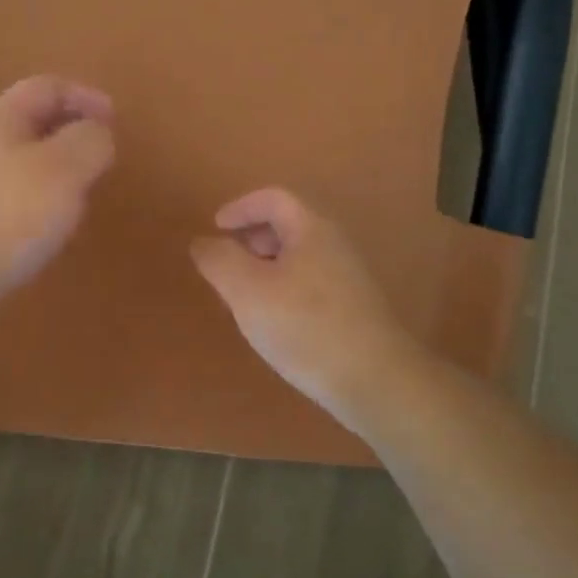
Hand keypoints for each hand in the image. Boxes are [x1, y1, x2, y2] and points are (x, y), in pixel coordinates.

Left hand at [0, 75, 115, 327]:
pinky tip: (55, 228)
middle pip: (35, 123)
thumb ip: (91, 142)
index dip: (84, 96)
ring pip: (28, 162)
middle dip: (73, 134)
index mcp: (4, 118)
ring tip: (84, 194)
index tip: (114, 119)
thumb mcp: (65, 168)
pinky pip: (17, 196)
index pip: (48, 87)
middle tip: (101, 157)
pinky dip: (44, 202)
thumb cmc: (10, 212)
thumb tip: (98, 135)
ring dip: (60, 171)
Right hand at [190, 188, 420, 418]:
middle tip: (227, 264)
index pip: (273, 198)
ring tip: (243, 297)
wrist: (374, 379)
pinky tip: (274, 322)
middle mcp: (334, 245)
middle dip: (251, 238)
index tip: (216, 228)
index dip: (240, 207)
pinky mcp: (353, 308)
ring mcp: (348, 277)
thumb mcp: (247, 291)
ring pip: (298, 257)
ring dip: (265, 267)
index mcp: (311, 229)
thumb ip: (219, 261)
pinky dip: (283, 289)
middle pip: (288, 225)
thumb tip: (203, 242)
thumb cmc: (304, 326)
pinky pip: (309, 283)